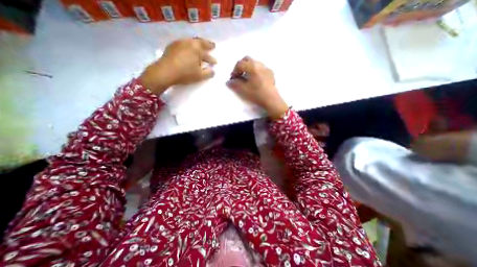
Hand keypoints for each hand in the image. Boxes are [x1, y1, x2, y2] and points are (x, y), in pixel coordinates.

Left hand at [139, 37, 217, 93]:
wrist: (165, 72)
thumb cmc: (185, 73)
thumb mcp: (200, 75)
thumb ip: (208, 73)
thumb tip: (213, 71)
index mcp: (197, 48)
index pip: (207, 51)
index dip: (212, 57)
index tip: (215, 61)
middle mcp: (188, 42)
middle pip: (199, 42)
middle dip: (206, 45)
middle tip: (211, 46)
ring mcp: (179, 43)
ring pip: (191, 43)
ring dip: (197, 47)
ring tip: (199, 51)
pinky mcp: (171, 46)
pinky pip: (183, 45)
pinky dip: (188, 48)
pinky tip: (188, 53)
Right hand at [226, 56, 287, 118]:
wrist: (271, 100)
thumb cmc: (256, 94)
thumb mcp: (243, 90)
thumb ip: (235, 84)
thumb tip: (229, 82)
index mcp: (252, 66)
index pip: (239, 64)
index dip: (234, 71)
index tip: (233, 79)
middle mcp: (259, 64)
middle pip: (247, 60)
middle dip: (241, 66)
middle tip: (239, 76)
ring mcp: (266, 68)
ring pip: (254, 63)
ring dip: (248, 68)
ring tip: (247, 79)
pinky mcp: (271, 73)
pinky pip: (261, 68)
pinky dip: (256, 71)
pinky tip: (256, 81)